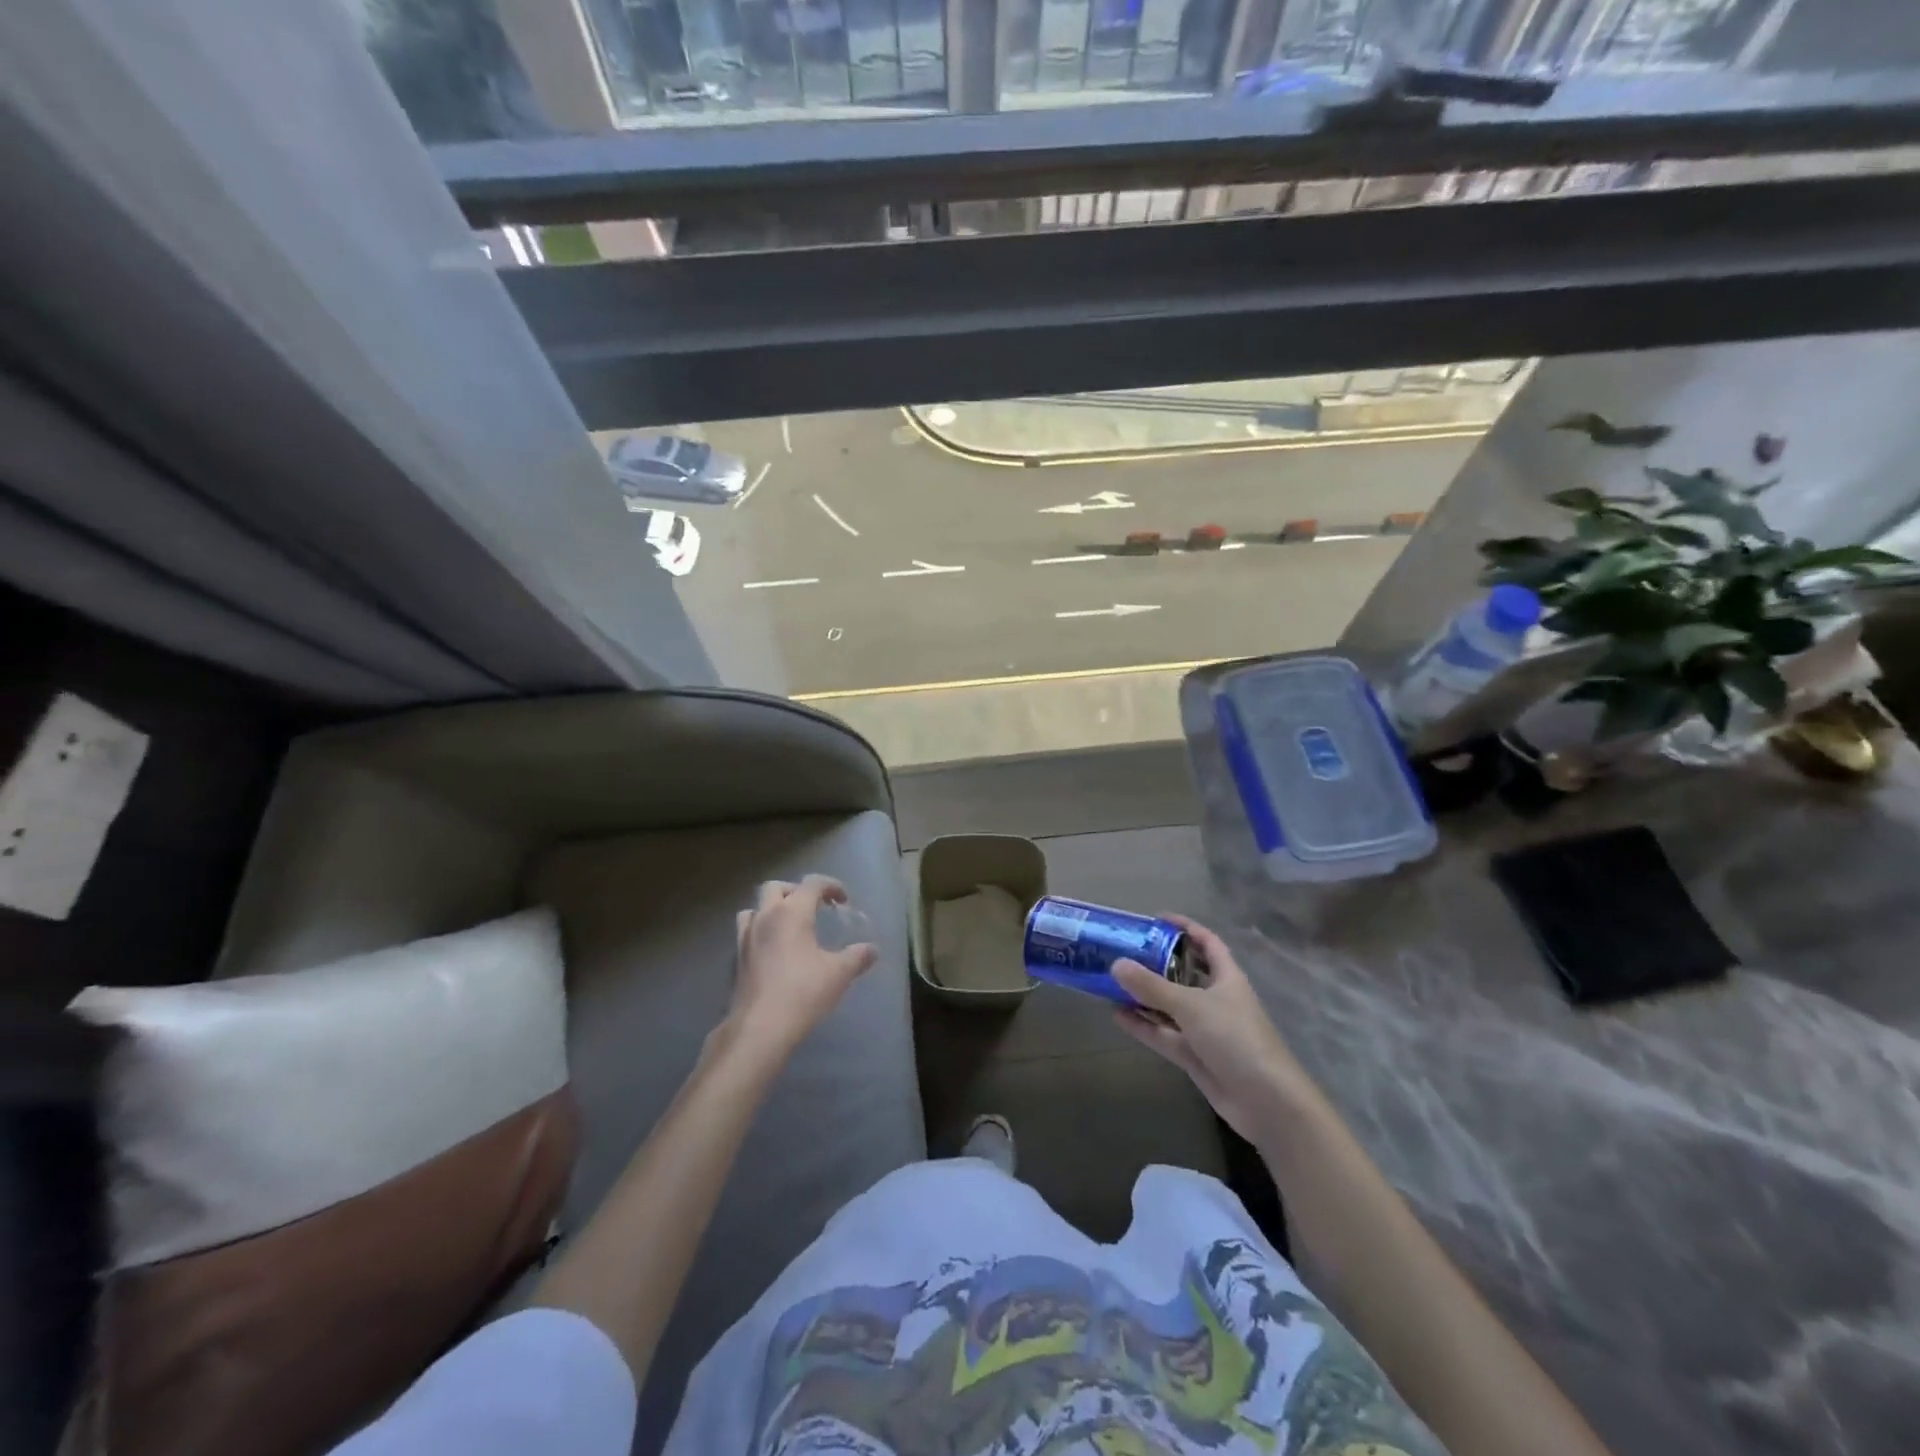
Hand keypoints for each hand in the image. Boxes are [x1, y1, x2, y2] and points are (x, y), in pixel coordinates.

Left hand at [724, 876, 877, 1060]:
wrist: (760, 1028)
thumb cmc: (803, 992)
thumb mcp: (839, 974)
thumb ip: (857, 957)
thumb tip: (872, 949)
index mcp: (792, 912)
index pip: (812, 883)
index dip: (831, 886)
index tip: (843, 900)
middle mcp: (766, 917)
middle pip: (776, 887)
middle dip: (796, 891)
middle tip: (814, 907)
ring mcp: (746, 937)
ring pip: (755, 908)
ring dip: (772, 909)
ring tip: (790, 926)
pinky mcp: (737, 958)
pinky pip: (747, 931)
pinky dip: (761, 930)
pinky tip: (774, 951)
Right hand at [1111, 915, 1311, 1142]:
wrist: (1266, 1101)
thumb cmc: (1235, 1038)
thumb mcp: (1191, 1005)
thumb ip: (1152, 986)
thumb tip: (1116, 964)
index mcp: (1227, 978)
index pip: (1207, 942)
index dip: (1185, 928)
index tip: (1156, 919)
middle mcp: (1216, 999)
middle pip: (1184, 974)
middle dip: (1156, 963)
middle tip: (1124, 951)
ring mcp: (1206, 1030)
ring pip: (1170, 1006)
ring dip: (1144, 996)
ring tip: (1111, 982)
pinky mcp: (1195, 1056)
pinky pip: (1164, 1034)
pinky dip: (1143, 1025)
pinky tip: (1117, 1015)